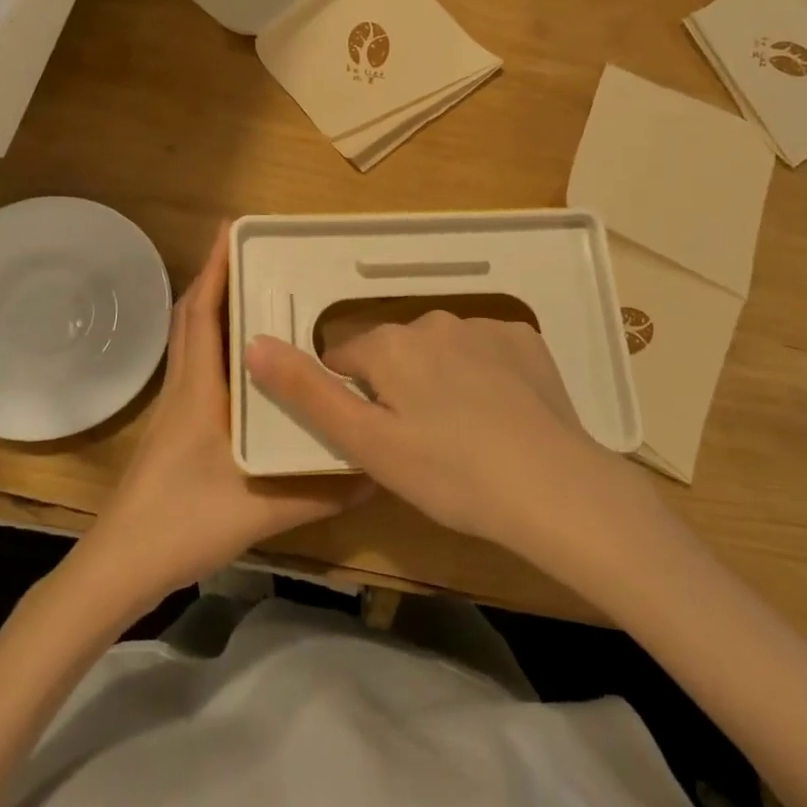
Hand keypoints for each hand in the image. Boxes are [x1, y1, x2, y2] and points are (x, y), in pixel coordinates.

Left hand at [81, 224, 368, 603]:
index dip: (214, 268)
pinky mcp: (176, 429)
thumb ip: (321, 491)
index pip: (202, 313)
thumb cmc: (183, 524)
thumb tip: (377, 470)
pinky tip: (247, 363)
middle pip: (193, 317)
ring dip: (215, 309)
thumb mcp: (262, 509)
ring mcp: (175, 408)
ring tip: (256, 294)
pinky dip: (216, 345)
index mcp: (199, 390)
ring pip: (192, 342)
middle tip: (257, 255)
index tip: (233, 229)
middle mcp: (184, 388)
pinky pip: (197, 367)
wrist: (119, 567)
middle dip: (218, 278)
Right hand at [246, 313, 631, 557]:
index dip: (354, 400)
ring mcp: (484, 326)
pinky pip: (487, 350)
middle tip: (420, 444)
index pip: (346, 360)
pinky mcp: (525, 339)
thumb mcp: (366, 443)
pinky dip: (485, 374)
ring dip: (441, 379)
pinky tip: (502, 414)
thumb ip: (307, 392)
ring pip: (441, 350)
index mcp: (389, 344)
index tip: (376, 438)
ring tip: (465, 435)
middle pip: (395, 352)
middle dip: (397, 387)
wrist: (552, 486)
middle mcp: (432, 320)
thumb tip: (254, 344)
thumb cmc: (448, 473)